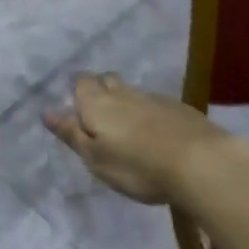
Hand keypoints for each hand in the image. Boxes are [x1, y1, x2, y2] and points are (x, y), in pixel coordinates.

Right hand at [44, 72, 248, 206]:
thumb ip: (71, 134)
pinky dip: (152, 115)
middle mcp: (124, 93)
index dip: (78, 91)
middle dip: (101, 90)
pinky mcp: (182, 110)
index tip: (78, 108)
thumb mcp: (95, 159)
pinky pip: (157, 105)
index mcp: (97, 103)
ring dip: (127, 104)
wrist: (202, 164)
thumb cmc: (137, 167)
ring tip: (129, 128)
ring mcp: (155, 99)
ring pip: (133, 93)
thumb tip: (45, 112)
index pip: (81, 82)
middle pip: (108, 81)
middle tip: (100, 115)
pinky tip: (158, 135)